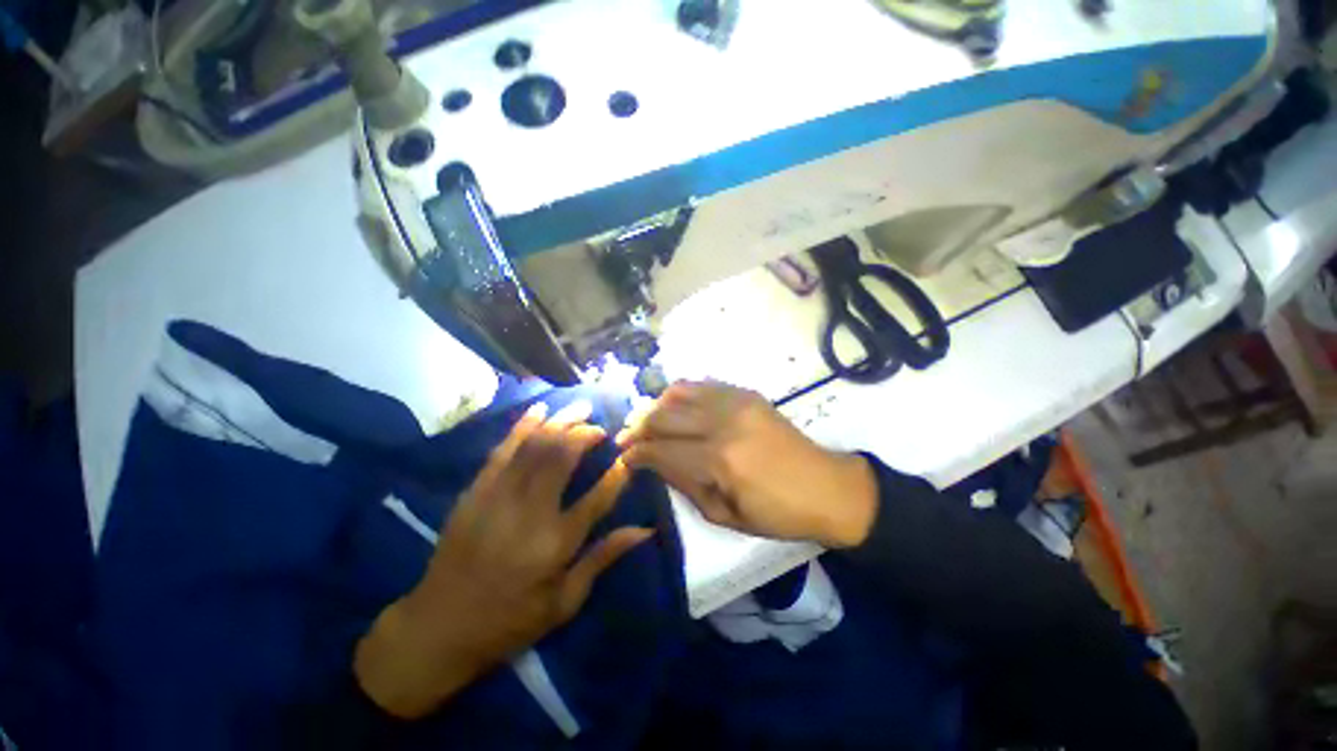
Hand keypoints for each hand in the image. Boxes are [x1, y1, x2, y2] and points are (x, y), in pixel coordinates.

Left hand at [355, 401, 653, 718]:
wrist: (437, 627)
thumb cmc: (509, 621)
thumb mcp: (564, 602)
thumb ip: (603, 558)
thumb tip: (645, 530)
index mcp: (553, 545)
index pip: (597, 499)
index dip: (617, 474)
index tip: (629, 457)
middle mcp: (527, 514)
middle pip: (561, 458)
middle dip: (585, 434)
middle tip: (601, 428)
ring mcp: (497, 498)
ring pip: (533, 446)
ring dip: (560, 421)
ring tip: (581, 407)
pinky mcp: (475, 492)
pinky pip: (502, 449)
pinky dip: (523, 425)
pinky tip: (540, 409)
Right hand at [617, 381, 877, 548]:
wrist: (827, 486)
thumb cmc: (777, 513)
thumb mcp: (725, 515)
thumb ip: (684, 484)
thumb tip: (654, 463)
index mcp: (719, 461)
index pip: (661, 450)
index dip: (635, 454)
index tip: (622, 459)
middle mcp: (723, 423)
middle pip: (663, 415)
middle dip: (637, 427)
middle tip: (626, 438)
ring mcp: (736, 401)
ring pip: (678, 392)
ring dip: (656, 406)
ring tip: (647, 421)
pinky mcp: (747, 392)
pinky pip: (702, 384)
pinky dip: (681, 393)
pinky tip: (676, 407)